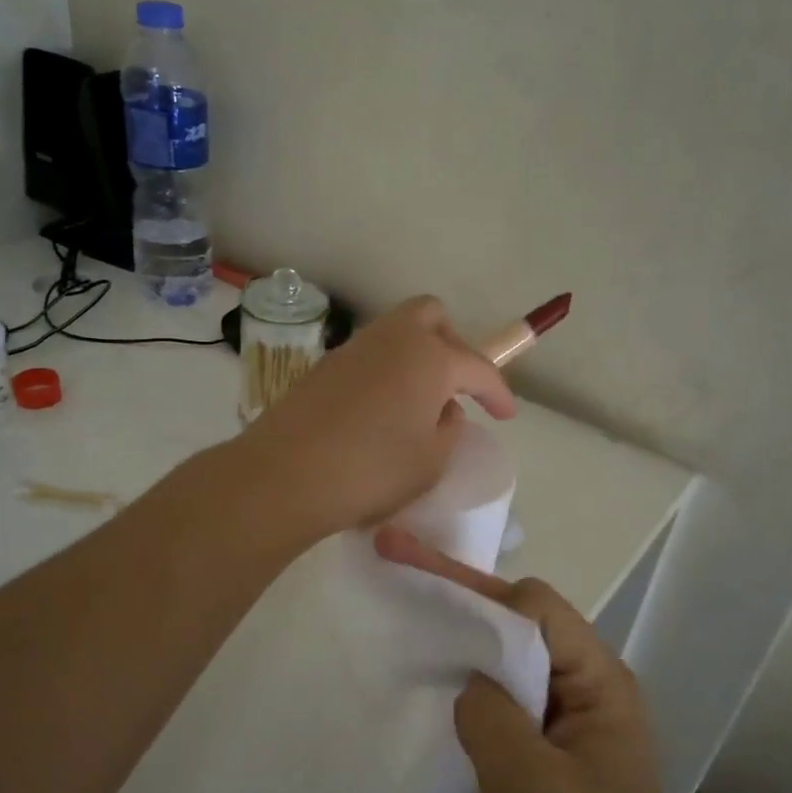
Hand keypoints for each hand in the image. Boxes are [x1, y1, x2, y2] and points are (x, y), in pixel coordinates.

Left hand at [241, 297, 515, 538]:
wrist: (285, 475)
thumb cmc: (372, 470)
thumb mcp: (431, 461)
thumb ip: (449, 429)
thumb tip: (444, 410)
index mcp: (429, 357)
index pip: (478, 366)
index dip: (498, 391)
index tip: (506, 415)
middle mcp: (392, 339)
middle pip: (432, 317)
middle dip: (454, 345)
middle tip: (457, 387)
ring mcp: (352, 349)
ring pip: (396, 332)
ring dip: (417, 357)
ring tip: (419, 404)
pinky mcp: (323, 367)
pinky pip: (369, 356)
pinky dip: (386, 372)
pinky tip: (381, 411)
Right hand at [374, 528, 684, 792]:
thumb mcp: (528, 787)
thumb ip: (490, 715)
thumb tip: (468, 679)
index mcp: (599, 682)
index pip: (537, 608)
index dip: (479, 592)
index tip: (421, 583)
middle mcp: (587, 683)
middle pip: (521, 621)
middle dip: (462, 599)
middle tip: (401, 572)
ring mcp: (568, 711)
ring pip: (509, 653)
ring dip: (463, 636)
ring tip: (410, 617)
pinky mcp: (548, 738)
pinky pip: (505, 690)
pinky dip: (469, 677)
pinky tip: (436, 678)